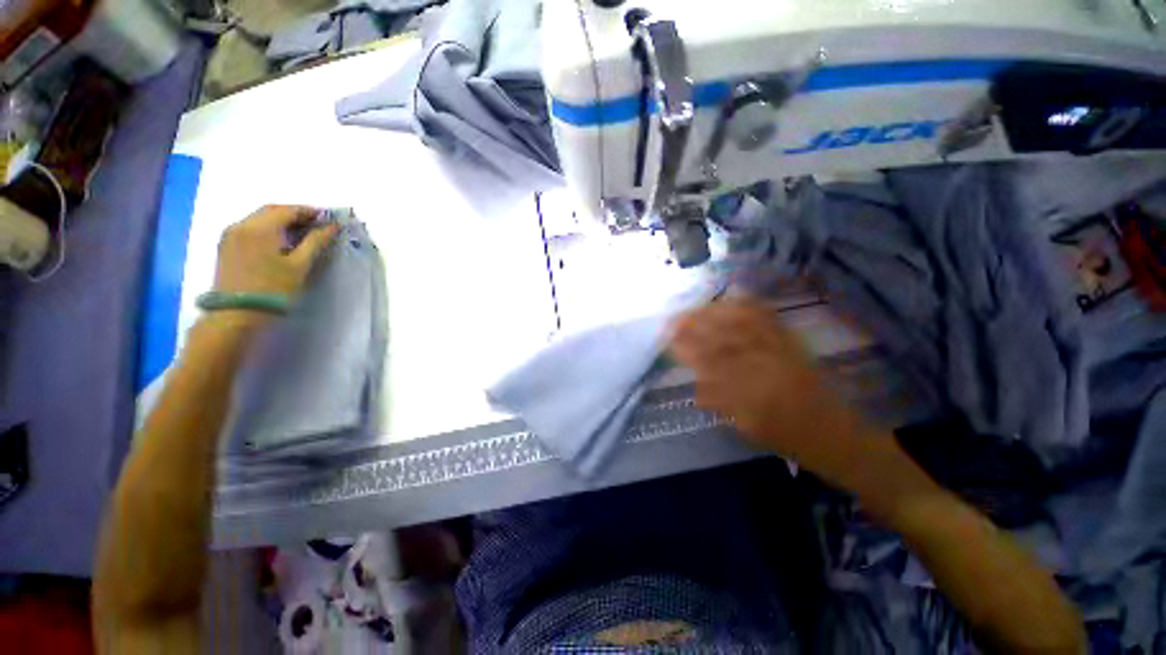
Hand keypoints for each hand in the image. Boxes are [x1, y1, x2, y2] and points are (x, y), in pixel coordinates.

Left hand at [214, 205, 339, 297]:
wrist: (236, 314)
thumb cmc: (273, 290)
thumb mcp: (300, 266)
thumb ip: (316, 242)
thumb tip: (333, 226)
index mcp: (260, 228)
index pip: (288, 210)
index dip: (309, 211)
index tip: (328, 218)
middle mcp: (242, 225)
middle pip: (271, 210)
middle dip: (295, 214)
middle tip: (316, 224)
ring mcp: (231, 235)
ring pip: (259, 218)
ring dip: (281, 221)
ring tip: (301, 233)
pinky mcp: (226, 246)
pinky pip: (250, 228)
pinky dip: (268, 228)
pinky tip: (280, 241)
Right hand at [669, 299, 888, 486]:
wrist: (832, 432)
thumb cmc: (785, 436)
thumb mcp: (746, 427)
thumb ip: (719, 402)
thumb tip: (695, 386)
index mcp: (752, 393)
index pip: (710, 363)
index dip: (687, 348)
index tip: (668, 340)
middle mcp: (767, 366)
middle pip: (724, 338)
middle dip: (695, 326)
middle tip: (673, 320)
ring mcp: (782, 350)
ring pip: (743, 324)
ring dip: (715, 313)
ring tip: (694, 309)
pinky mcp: (793, 342)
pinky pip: (768, 319)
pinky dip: (746, 307)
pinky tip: (730, 302)